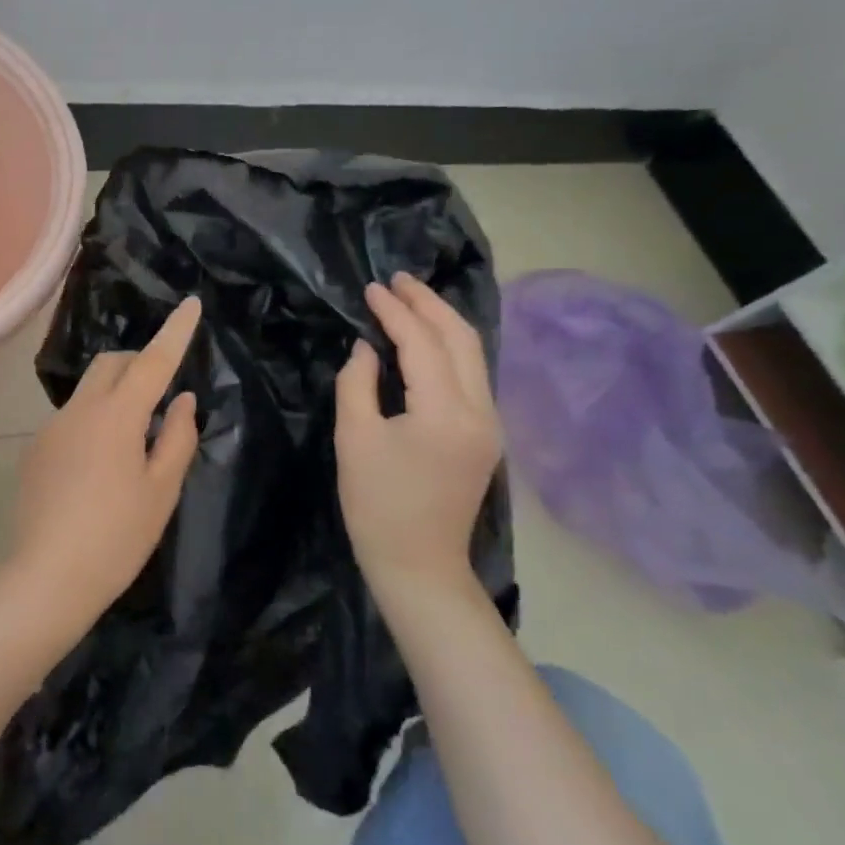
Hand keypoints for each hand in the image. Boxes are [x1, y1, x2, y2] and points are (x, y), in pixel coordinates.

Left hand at [5, 297, 201, 645]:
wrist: (47, 578)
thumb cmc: (117, 537)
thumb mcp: (161, 491)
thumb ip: (177, 437)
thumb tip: (182, 400)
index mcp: (117, 415)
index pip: (153, 361)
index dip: (175, 331)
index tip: (191, 303)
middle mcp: (79, 409)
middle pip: (112, 364)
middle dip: (140, 363)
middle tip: (162, 394)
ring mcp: (52, 427)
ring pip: (89, 389)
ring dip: (116, 394)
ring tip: (134, 440)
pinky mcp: (36, 449)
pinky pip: (72, 417)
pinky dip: (94, 420)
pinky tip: (100, 466)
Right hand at [335, 274, 501, 603]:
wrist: (418, 565)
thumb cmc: (377, 504)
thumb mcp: (355, 438)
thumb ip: (358, 383)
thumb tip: (367, 347)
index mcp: (445, 412)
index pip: (423, 344)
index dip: (396, 311)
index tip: (371, 287)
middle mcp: (479, 411)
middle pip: (462, 339)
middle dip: (429, 304)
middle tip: (397, 279)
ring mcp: (489, 424)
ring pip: (473, 354)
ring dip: (442, 321)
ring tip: (410, 298)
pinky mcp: (485, 435)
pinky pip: (471, 374)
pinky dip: (449, 346)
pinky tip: (426, 338)